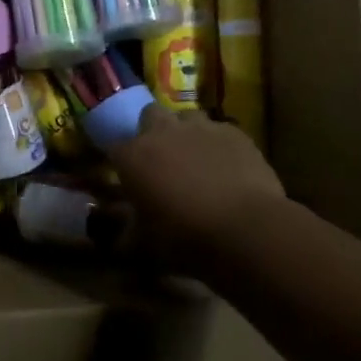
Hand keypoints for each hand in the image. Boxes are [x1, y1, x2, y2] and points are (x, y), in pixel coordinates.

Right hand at [106, 104, 284, 259]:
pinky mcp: (234, 133)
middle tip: (162, 159)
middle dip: (152, 131)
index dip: (122, 163)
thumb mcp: (145, 244)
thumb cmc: (185, 238)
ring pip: (187, 116)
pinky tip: (227, 165)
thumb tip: (120, 238)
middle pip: (150, 116)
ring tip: (195, 158)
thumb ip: (128, 233)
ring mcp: (200, 128)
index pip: (115, 148)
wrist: (245, 230)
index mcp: (133, 156)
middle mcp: (162, 132)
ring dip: (186, 132)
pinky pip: (219, 131)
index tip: (128, 178)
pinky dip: (218, 144)